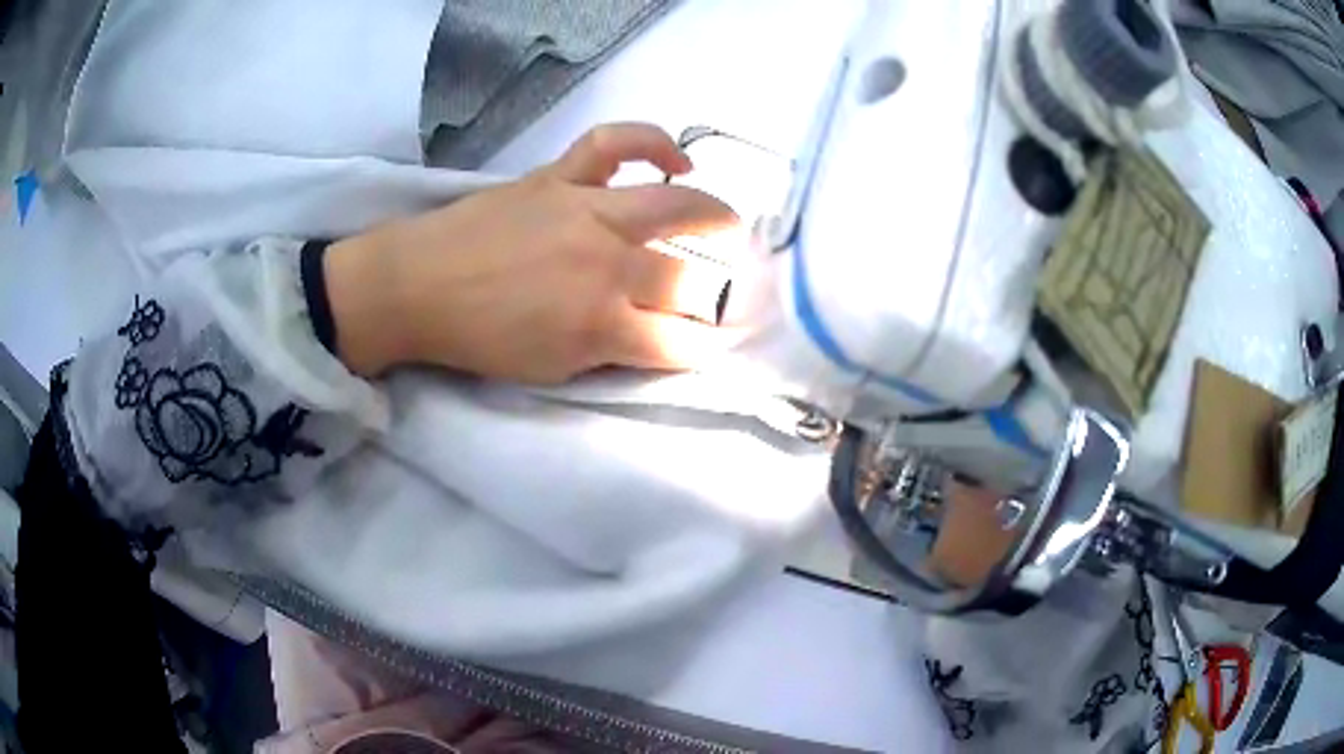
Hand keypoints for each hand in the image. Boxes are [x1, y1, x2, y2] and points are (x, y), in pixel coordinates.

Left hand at [324, 123, 740, 382]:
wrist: (416, 287)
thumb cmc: (479, 338)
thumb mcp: (551, 368)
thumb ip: (610, 352)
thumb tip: (653, 334)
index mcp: (601, 324)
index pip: (680, 342)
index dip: (702, 349)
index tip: (707, 345)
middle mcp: (608, 264)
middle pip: (686, 280)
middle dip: (710, 296)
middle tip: (714, 295)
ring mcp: (588, 210)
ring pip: (674, 207)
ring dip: (715, 220)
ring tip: (730, 226)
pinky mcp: (563, 176)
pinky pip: (616, 142)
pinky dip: (653, 142)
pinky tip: (678, 160)